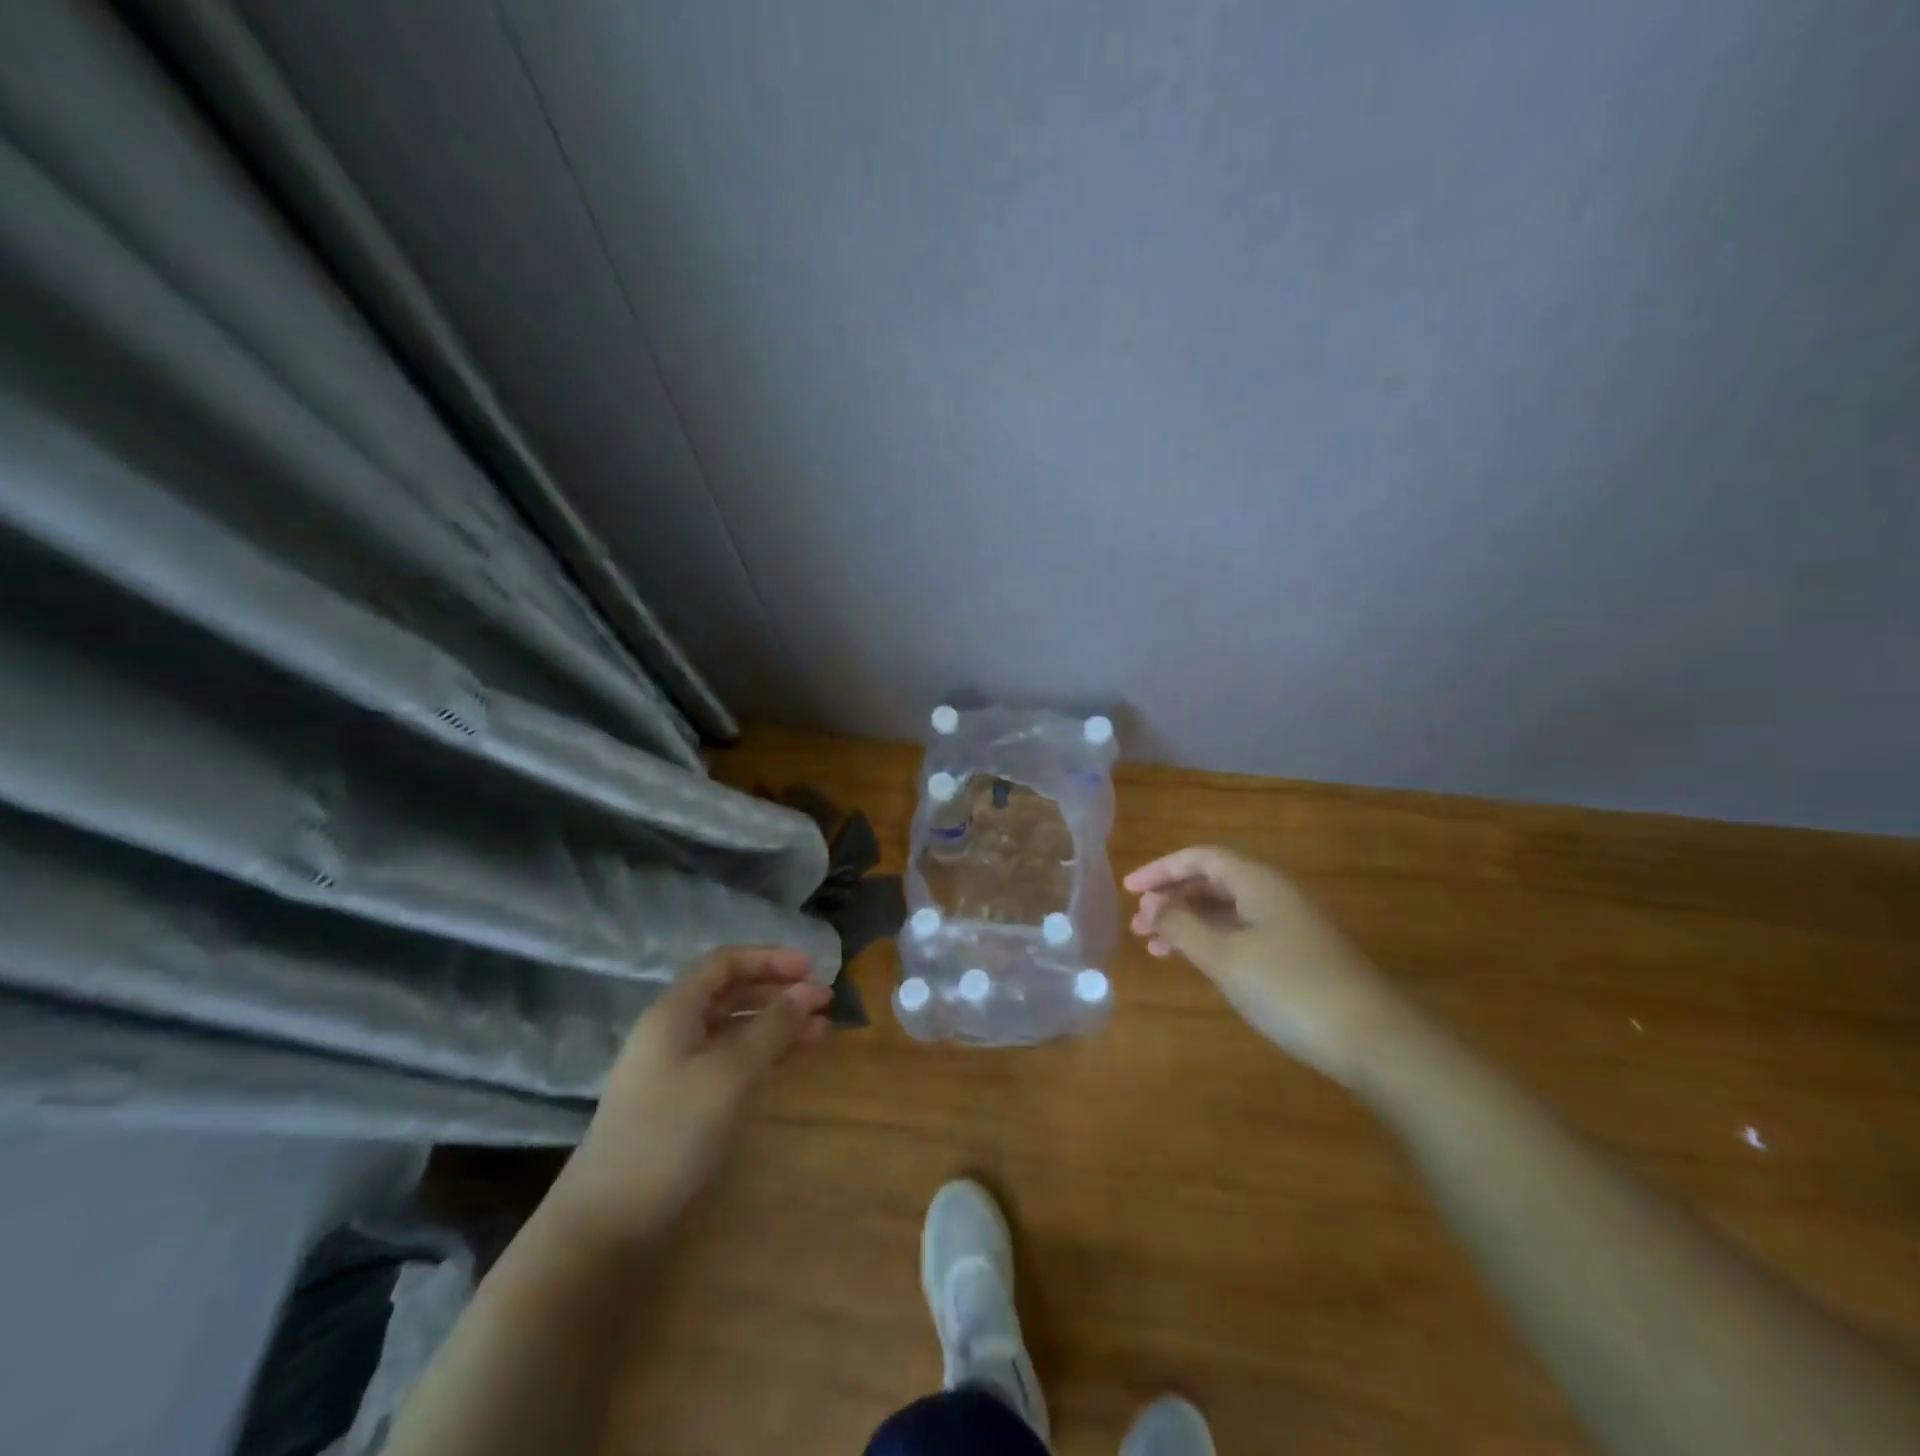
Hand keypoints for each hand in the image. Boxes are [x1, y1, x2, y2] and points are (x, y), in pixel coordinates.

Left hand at [547, 947, 831, 1249]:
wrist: (607, 1223)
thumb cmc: (670, 1133)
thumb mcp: (730, 1074)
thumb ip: (773, 1027)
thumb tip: (811, 990)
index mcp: (674, 1012)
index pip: (724, 963)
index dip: (769, 959)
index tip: (812, 969)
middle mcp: (674, 1031)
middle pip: (731, 994)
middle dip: (778, 992)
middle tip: (824, 1002)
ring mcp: (676, 1069)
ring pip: (734, 1030)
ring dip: (776, 1025)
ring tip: (821, 1032)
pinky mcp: (683, 1102)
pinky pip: (730, 1061)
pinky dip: (763, 1055)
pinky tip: (790, 1061)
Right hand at [1125, 846, 1403, 1083]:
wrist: (1373, 1039)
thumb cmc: (1290, 988)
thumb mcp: (1225, 957)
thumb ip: (1182, 926)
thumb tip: (1151, 903)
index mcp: (1257, 882)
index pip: (1200, 857)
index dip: (1161, 869)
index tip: (1128, 890)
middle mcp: (1272, 894)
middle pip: (1212, 881)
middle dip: (1171, 899)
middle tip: (1138, 926)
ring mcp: (1287, 924)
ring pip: (1224, 910)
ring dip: (1188, 923)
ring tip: (1155, 949)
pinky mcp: (1296, 953)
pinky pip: (1241, 933)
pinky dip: (1211, 941)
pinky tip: (1196, 963)